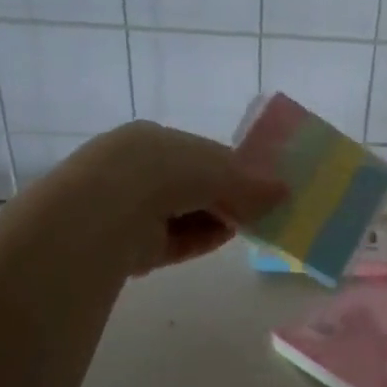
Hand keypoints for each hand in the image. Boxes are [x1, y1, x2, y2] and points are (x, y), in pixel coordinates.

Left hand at [64, 122, 285, 274]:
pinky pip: (175, 241)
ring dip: (218, 220)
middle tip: (262, 209)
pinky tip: (226, 240)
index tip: (264, 184)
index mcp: (153, 141)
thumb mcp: (214, 169)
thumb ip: (249, 182)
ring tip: (251, 227)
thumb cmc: (160, 173)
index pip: (203, 153)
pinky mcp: (132, 245)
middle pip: (195, 185)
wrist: (102, 214)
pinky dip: (201, 240)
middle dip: (228, 197)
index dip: (236, 168)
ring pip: (186, 215)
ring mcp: (133, 209)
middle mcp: (139, 171)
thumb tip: (284, 190)